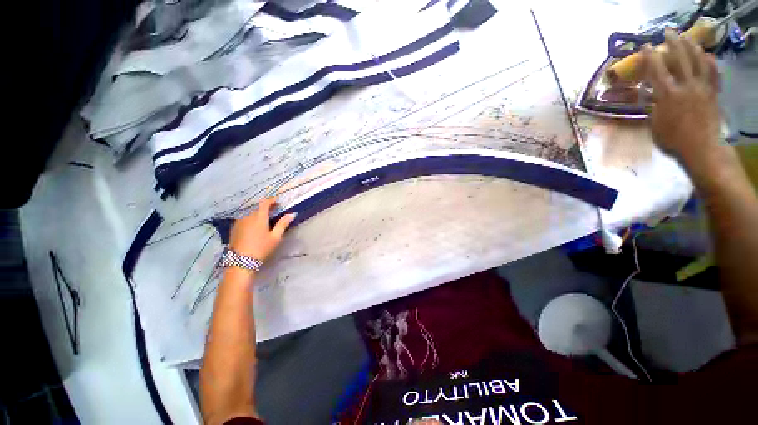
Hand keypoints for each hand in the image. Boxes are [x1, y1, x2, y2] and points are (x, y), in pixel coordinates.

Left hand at [229, 197, 295, 262]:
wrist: (241, 261)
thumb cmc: (261, 248)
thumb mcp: (276, 237)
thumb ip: (283, 224)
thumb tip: (292, 214)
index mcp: (259, 217)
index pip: (265, 202)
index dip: (272, 199)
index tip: (278, 201)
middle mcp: (247, 216)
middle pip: (257, 207)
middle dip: (266, 207)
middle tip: (274, 211)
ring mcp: (239, 222)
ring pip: (250, 213)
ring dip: (257, 213)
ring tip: (264, 219)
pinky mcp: (234, 228)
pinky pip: (244, 218)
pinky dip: (250, 218)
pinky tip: (254, 226)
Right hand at [641, 30, 721, 172]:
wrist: (701, 148)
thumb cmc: (672, 140)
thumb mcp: (654, 124)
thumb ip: (654, 106)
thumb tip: (652, 95)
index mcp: (667, 95)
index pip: (656, 69)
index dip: (650, 56)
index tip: (645, 46)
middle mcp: (685, 86)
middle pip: (679, 58)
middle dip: (672, 43)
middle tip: (668, 33)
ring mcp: (702, 88)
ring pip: (698, 61)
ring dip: (692, 47)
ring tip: (687, 39)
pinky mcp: (713, 93)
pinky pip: (714, 74)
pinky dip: (711, 63)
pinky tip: (707, 56)